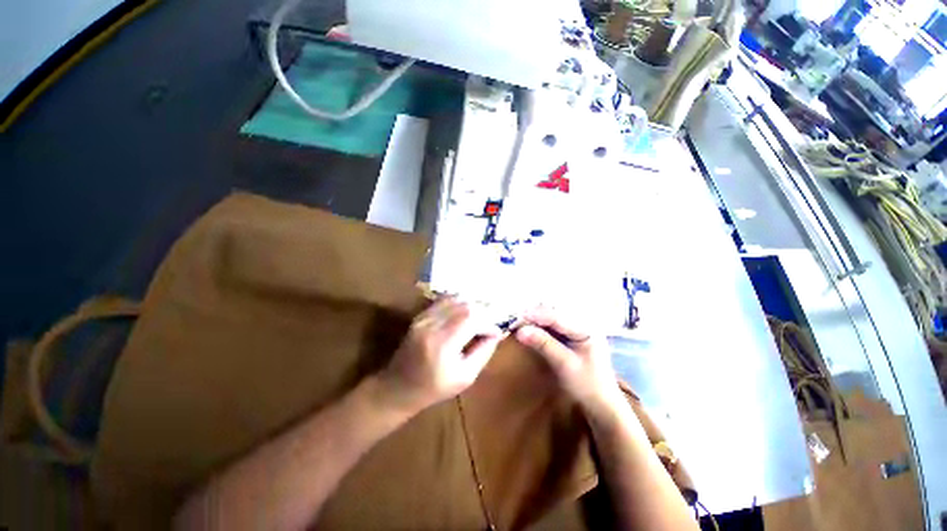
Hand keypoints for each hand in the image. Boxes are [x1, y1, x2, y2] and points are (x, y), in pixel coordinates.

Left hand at [376, 298, 502, 414]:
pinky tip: (465, 313)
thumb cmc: (434, 388)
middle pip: (464, 305)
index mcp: (442, 343)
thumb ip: (483, 352)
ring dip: (472, 306)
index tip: (497, 332)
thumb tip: (497, 333)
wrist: (398, 387)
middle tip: (490, 323)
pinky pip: (443, 300)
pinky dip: (459, 303)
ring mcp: (423, 317)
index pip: (472, 319)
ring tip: (480, 318)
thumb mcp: (465, 377)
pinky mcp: (420, 315)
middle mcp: (432, 324)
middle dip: (483, 311)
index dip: (489, 322)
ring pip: (455, 299)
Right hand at [515, 308, 621, 415]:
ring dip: (536, 320)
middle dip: (535, 315)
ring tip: (520, 322)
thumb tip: (520, 331)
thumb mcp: (564, 364)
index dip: (536, 316)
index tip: (517, 318)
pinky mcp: (572, 336)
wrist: (602, 405)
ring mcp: (578, 329)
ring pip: (553, 318)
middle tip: (516, 320)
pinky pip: (554, 326)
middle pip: (555, 313)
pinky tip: (531, 328)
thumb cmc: (587, 386)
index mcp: (587, 328)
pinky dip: (541, 326)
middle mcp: (583, 323)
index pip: (557, 317)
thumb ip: (543, 344)